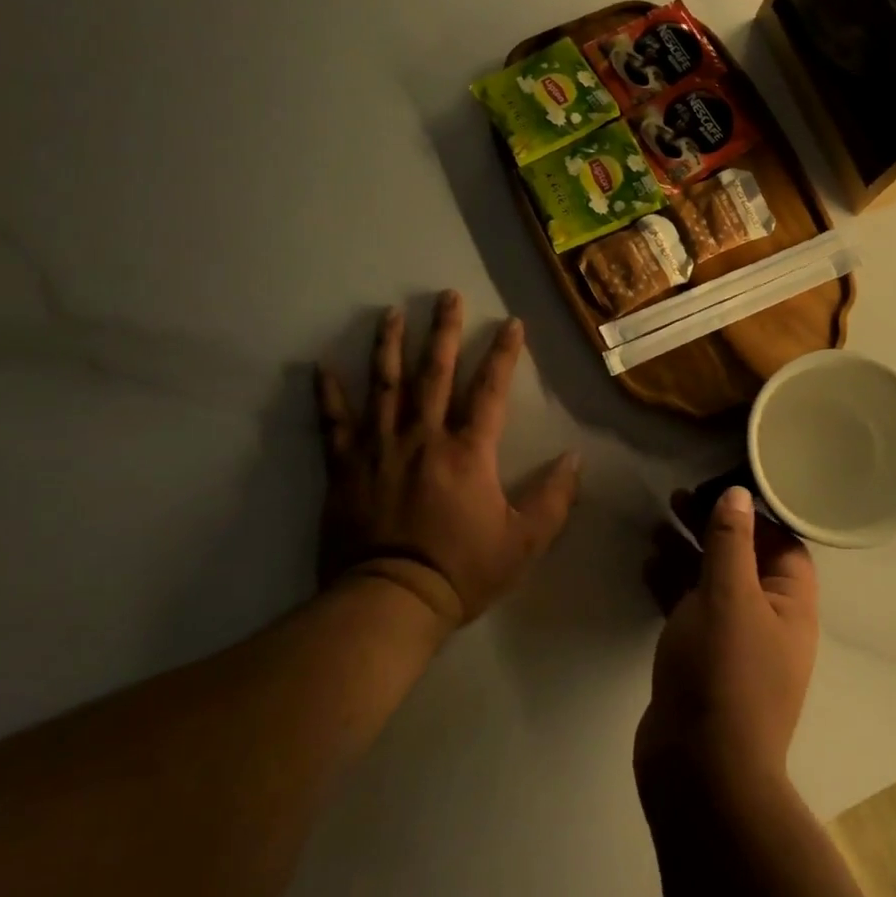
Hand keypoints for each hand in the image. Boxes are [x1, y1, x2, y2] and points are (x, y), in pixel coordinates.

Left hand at [314, 290, 579, 635]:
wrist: (390, 601)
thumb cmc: (461, 571)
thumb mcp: (522, 543)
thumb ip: (553, 499)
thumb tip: (575, 459)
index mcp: (467, 450)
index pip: (490, 389)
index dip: (504, 353)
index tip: (510, 322)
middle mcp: (423, 436)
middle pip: (434, 372)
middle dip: (443, 330)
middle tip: (446, 295)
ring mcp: (379, 447)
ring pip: (385, 385)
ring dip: (389, 345)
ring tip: (391, 312)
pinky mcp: (344, 467)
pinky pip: (333, 423)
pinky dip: (327, 394)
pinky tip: (320, 366)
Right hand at [635, 486, 817, 797]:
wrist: (699, 772)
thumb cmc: (724, 672)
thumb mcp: (728, 595)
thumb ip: (731, 542)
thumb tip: (738, 494)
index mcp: (791, 606)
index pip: (783, 544)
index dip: (755, 514)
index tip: (719, 489)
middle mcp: (768, 622)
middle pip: (743, 560)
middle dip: (712, 528)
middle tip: (676, 500)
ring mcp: (733, 645)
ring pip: (712, 583)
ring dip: (687, 553)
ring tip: (656, 526)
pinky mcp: (701, 662)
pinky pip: (690, 610)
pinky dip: (671, 585)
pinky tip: (647, 565)